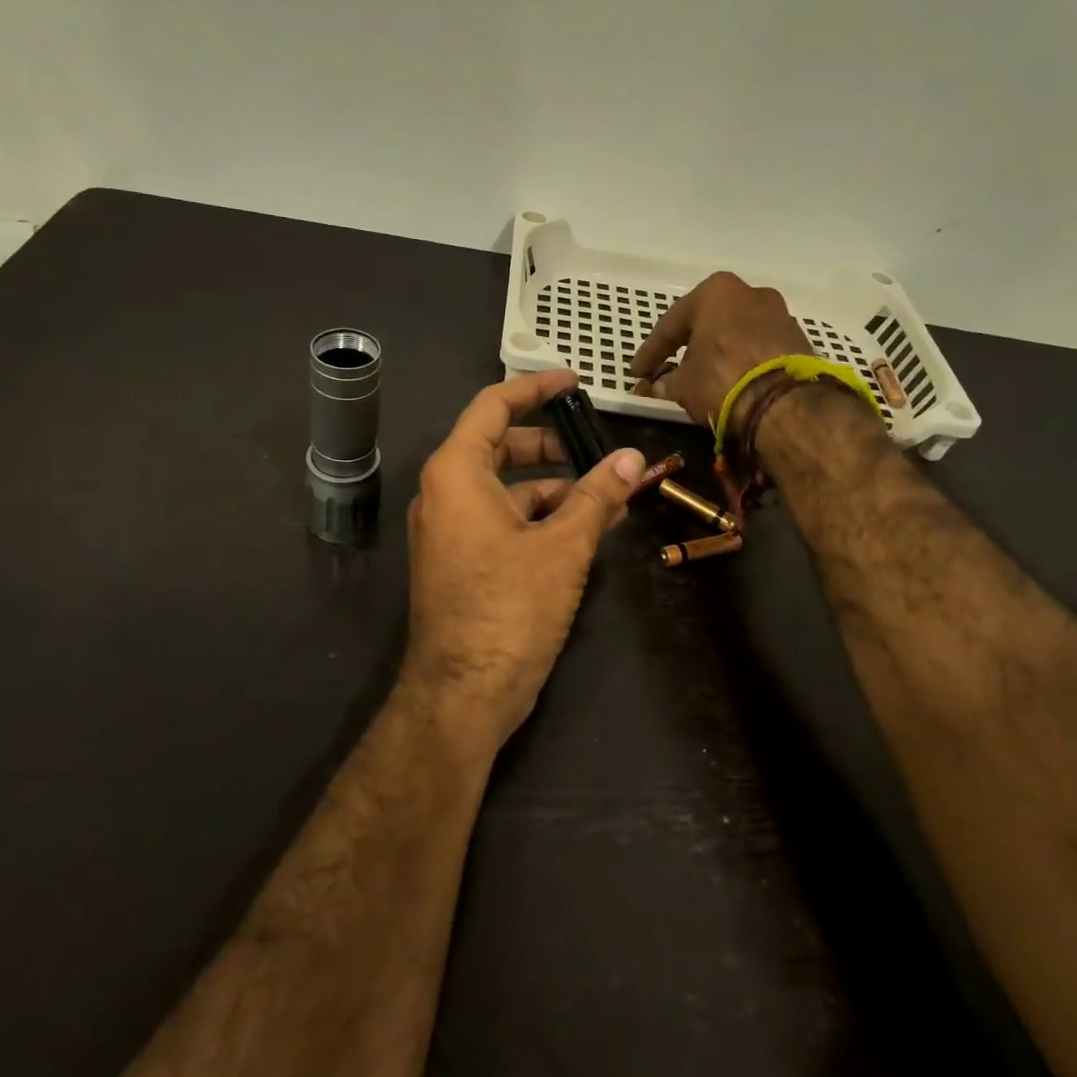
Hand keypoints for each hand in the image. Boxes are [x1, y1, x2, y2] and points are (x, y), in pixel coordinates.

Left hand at [403, 370, 644, 753]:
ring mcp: (449, 530)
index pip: (493, 406)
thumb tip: (632, 458)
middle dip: (550, 442)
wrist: (463, 694)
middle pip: (499, 446)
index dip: (535, 387)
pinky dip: (539, 516)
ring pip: (505, 487)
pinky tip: (581, 530)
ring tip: (605, 495)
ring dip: (553, 486)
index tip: (574, 382)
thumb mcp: (563, 547)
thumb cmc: (509, 609)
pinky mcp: (461, 561)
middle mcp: (444, 493)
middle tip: (595, 446)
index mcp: (456, 473)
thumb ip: (597, 496)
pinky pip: (501, 519)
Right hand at [629, 272, 812, 427]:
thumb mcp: (683, 385)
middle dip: (687, 347)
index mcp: (715, 292)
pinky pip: (758, 348)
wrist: (784, 403)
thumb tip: (656, 386)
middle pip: (707, 322)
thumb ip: (666, 382)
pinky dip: (741, 361)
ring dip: (717, 352)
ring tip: (701, 378)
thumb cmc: (722, 380)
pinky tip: (731, 381)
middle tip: (667, 369)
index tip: (637, 372)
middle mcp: (749, 292)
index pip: (671, 324)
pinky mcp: (798, 339)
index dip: (650, 352)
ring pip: (735, 333)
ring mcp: (779, 314)